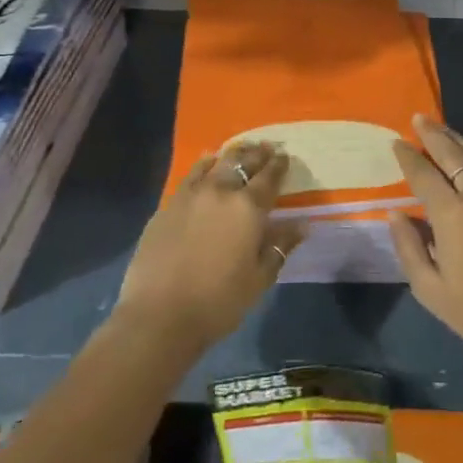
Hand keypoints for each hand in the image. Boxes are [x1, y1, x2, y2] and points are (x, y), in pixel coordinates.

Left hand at [114, 143, 303, 350]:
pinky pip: (191, 174)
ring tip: (240, 149)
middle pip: (243, 162)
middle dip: (257, 154)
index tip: (284, 156)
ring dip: (233, 154)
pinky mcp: (168, 204)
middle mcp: (221, 192)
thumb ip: (280, 246)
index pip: (269, 177)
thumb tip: (303, 224)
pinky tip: (207, 163)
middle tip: (266, 147)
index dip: (279, 165)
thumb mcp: (258, 279)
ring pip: (217, 162)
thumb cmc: (218, 302)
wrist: (158, 316)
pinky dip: (204, 164)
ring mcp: (191, 195)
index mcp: (248, 208)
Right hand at [388, 115, 462, 375]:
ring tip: (445, 128)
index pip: (423, 174)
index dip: (408, 156)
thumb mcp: (430, 290)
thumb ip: (409, 247)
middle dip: (432, 134)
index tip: (397, 142)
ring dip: (458, 139)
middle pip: (452, 154)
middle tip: (419, 118)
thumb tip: (396, 214)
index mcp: (451, 215)